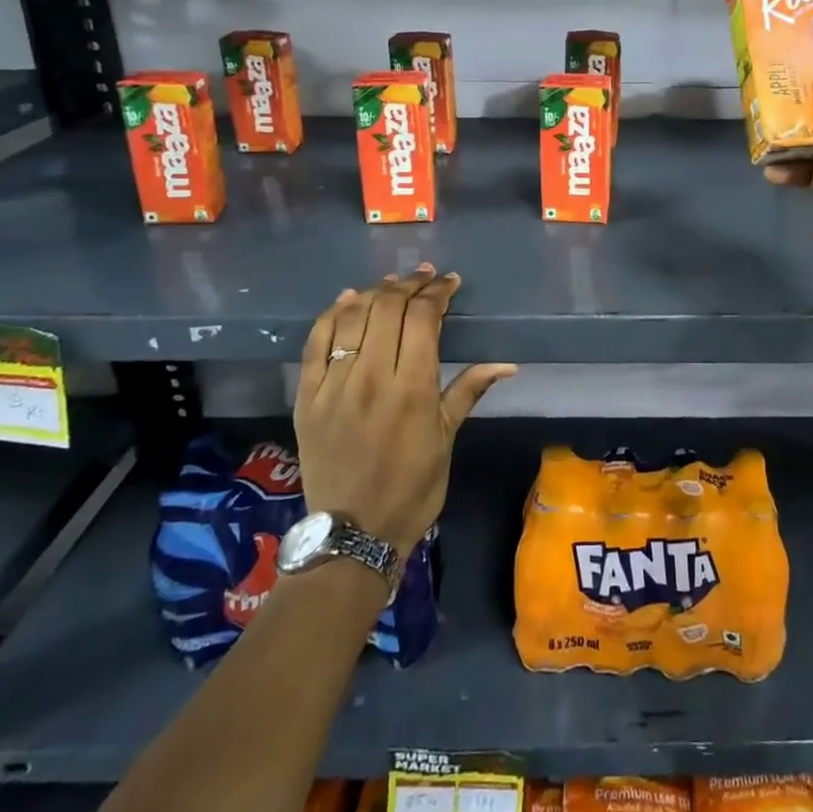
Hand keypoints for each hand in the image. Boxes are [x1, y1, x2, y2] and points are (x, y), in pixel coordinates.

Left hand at [294, 266, 516, 555]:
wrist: (352, 533)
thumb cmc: (412, 488)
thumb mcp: (447, 439)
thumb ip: (468, 391)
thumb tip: (506, 363)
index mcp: (412, 388)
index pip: (423, 318)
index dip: (437, 293)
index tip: (449, 283)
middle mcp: (371, 377)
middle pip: (388, 309)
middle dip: (409, 285)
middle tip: (424, 278)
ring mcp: (334, 385)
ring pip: (352, 317)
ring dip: (375, 293)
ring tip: (392, 284)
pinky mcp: (306, 396)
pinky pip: (315, 342)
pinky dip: (333, 314)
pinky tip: (348, 300)